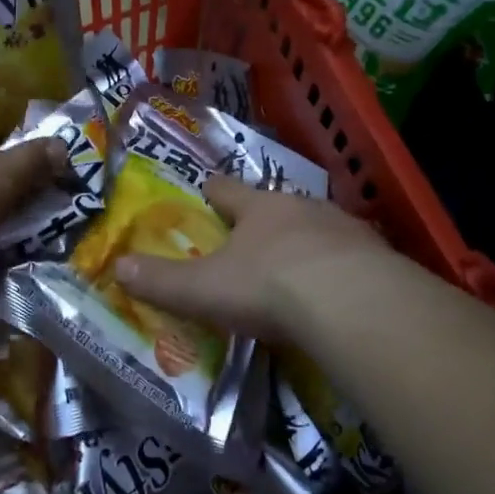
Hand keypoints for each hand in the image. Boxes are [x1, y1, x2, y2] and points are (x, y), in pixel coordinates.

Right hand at [112, 175, 388, 340]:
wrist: (353, 303)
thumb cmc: (268, 285)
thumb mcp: (205, 289)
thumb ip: (161, 281)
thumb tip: (117, 267)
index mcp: (258, 208)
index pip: (226, 190)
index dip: (211, 192)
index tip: (204, 193)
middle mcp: (301, 207)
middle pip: (275, 204)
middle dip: (262, 218)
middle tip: (251, 239)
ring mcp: (344, 228)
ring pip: (316, 226)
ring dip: (305, 241)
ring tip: (296, 266)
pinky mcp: (377, 255)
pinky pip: (351, 256)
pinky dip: (339, 268)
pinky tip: (337, 291)